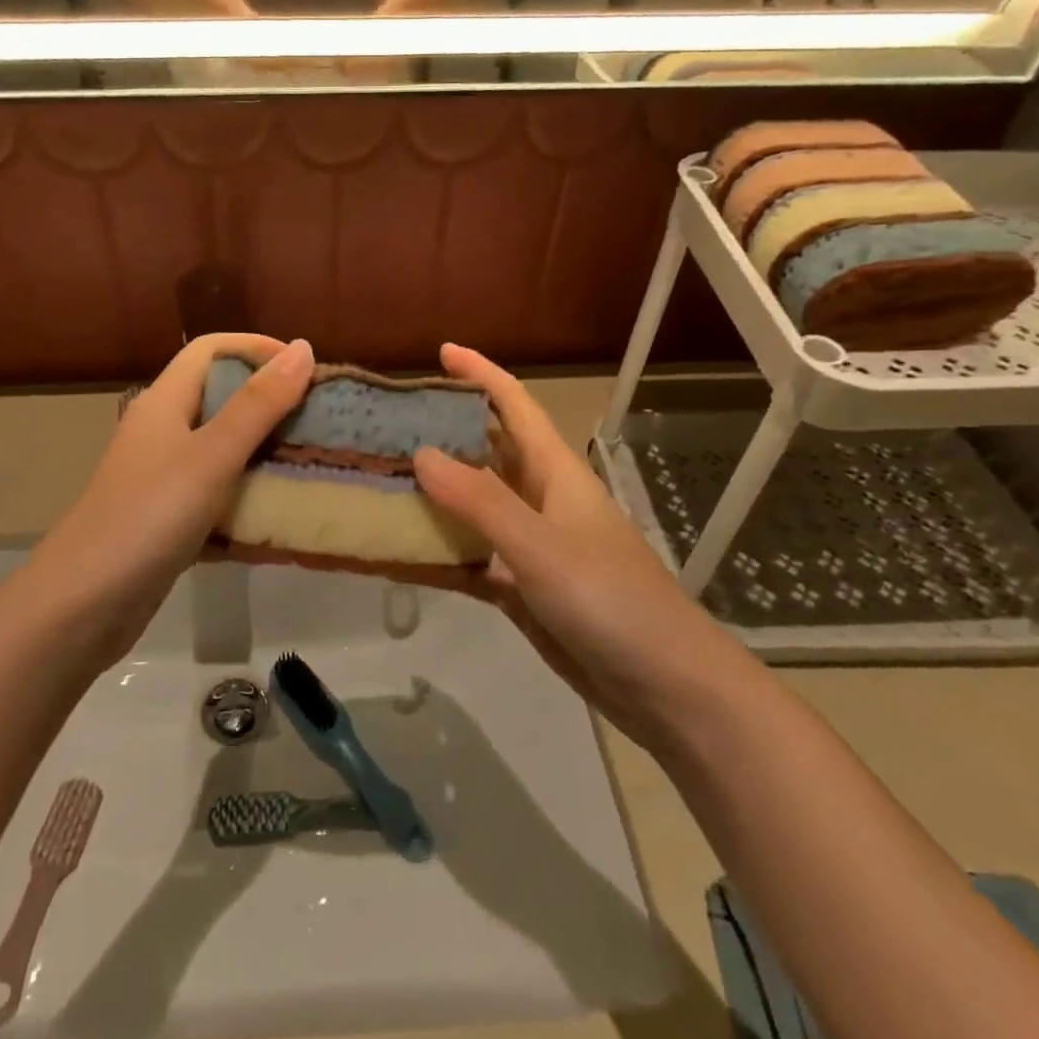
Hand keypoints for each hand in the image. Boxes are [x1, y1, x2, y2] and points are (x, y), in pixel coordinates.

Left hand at [31, 334, 314, 665]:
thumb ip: (259, 404)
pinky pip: (217, 492)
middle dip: (269, 400)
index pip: (210, 349)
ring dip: (263, 449)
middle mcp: (162, 431)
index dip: (257, 347)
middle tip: (318, 418)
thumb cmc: (148, 517)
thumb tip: (302, 347)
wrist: (80, 607)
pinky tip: (279, 512)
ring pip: (221, 447)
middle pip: (219, 396)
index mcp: (164, 402)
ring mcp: (163, 477)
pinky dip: (247, 494)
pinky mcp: (168, 518)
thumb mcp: (212, 455)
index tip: (305, 369)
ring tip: (310, 460)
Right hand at [414, 344, 701, 744]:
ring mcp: (528, 546)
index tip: (440, 352)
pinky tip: (393, 554)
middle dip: (441, 433)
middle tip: (384, 424)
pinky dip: (435, 555)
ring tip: (375, 481)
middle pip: (484, 451)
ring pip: (470, 507)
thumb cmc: (611, 599)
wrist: (663, 686)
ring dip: (430, 495)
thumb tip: (422, 453)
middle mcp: (538, 499)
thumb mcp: (542, 546)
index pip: (513, 405)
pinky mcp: (519, 588)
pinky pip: (467, 559)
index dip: (480, 373)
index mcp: (554, 472)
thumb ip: (481, 501)